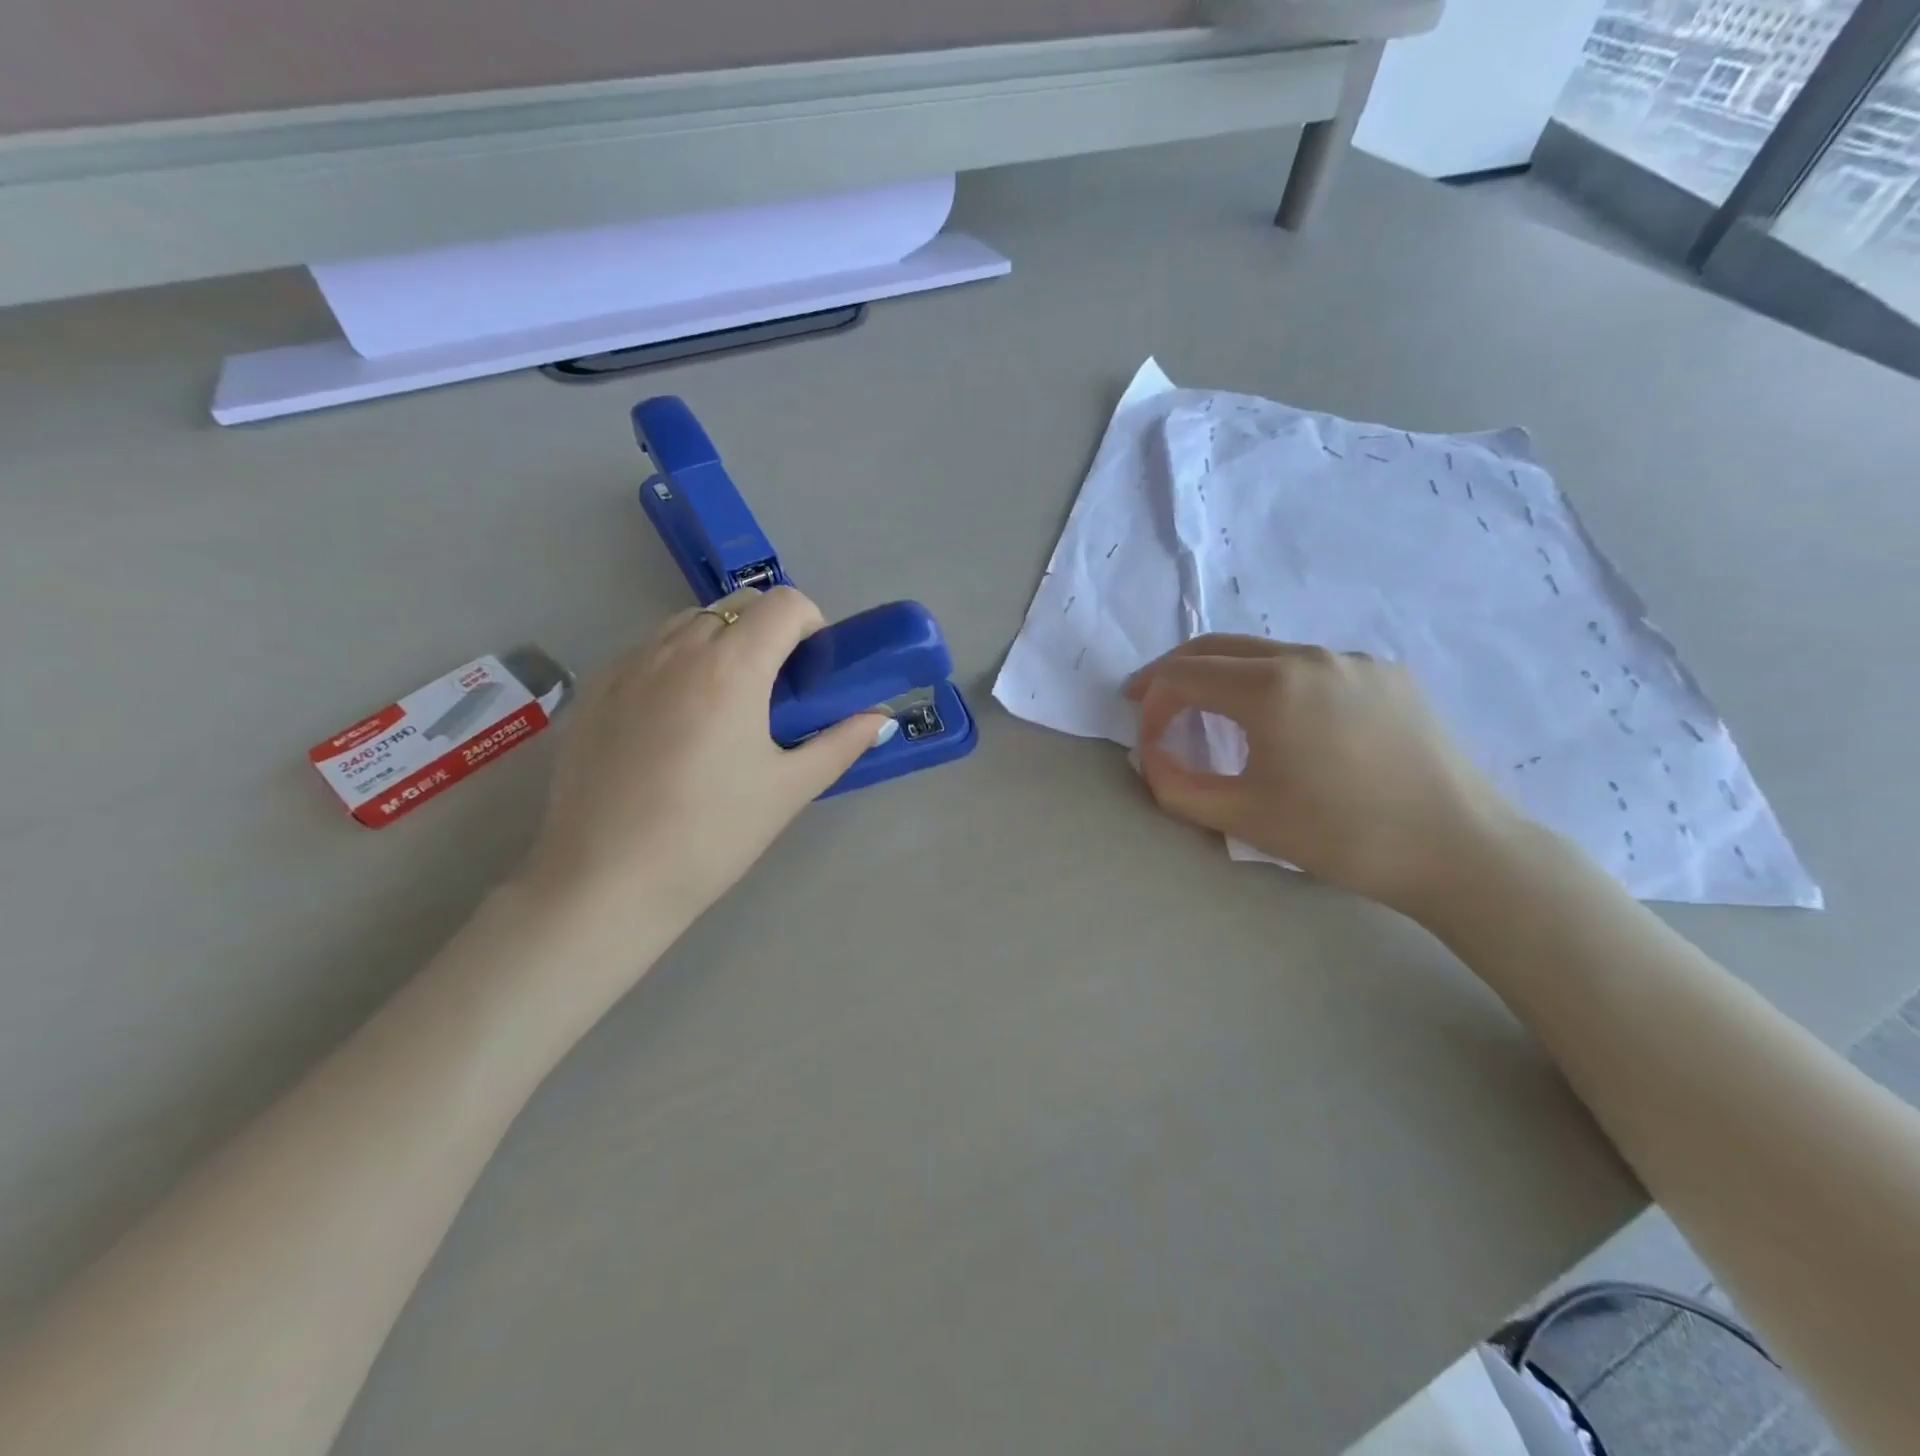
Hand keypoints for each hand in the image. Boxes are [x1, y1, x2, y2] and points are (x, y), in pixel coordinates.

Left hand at [523, 586, 887, 931]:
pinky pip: (647, 652)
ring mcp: (627, 665)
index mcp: (731, 668)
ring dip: (720, 644)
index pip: (783, 603)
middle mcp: (676, 649)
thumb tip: (880, 719)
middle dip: (767, 633)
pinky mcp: (593, 689)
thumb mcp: (789, 789)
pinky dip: (675, 665)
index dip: (810, 625)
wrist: (605, 882)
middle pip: (736, 607)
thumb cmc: (711, 835)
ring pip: (688, 624)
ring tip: (723, 706)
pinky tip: (673, 724)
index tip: (811, 671)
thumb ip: (840, 743)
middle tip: (774, 692)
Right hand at [1126, 636, 1521, 913]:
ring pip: (1265, 652)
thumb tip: (1150, 756)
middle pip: (1217, 647)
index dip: (1151, 703)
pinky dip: (1274, 682)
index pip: (1183, 675)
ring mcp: (1352, 660)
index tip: (1147, 739)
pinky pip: (1310, 665)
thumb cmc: (1341, 836)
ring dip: (1223, 675)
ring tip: (1211, 711)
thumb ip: (1175, 786)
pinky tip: (1283, 720)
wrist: (1458, 848)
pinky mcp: (1386, 673)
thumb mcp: (1242, 818)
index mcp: (1270, 687)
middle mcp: (1308, 655)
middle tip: (1149, 700)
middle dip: (1174, 672)